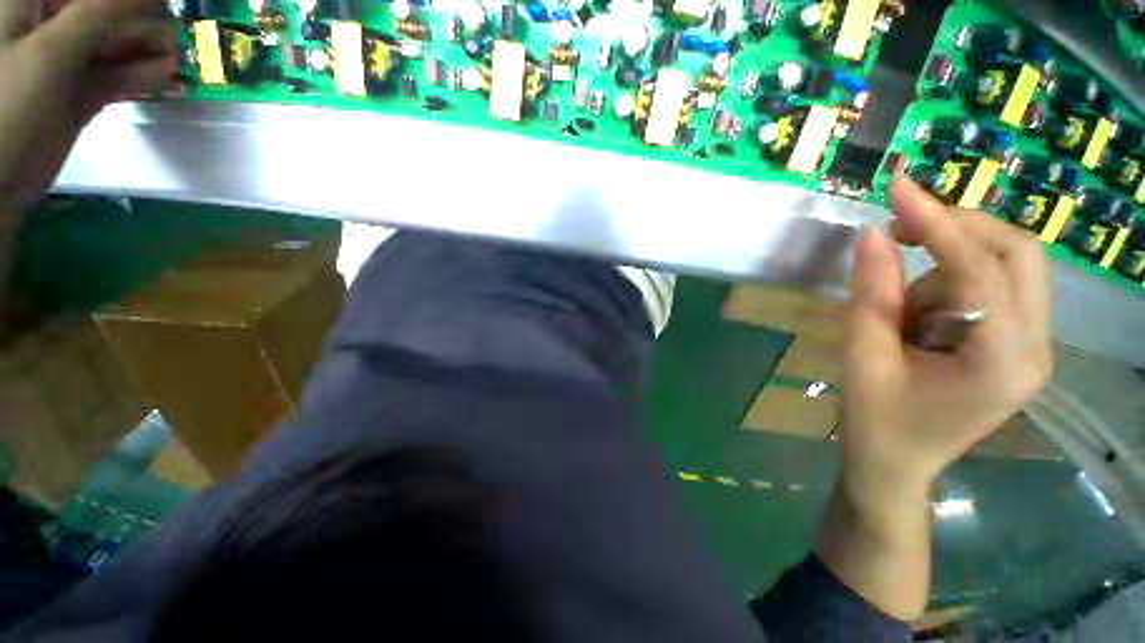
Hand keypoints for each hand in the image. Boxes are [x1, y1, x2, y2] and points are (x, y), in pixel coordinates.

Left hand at [0, 0, 177, 212]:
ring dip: (149, 48)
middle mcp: (49, 27)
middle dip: (142, 17)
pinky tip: (169, 75)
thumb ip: (100, 13)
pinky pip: (114, 76)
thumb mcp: (51, 51)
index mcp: (32, 5)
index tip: (167, 0)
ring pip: (114, 44)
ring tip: (185, 52)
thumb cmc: (6, 104)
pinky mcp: (76, 93)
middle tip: (184, 24)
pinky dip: (141, 75)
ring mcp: (63, 62)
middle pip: (103, 11)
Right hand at [842, 174, 1052, 495]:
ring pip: (1007, 268)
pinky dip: (953, 287)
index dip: (936, 221)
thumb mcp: (862, 356)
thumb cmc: (876, 419)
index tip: (898, 186)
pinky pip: (997, 288)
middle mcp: (1036, 349)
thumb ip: (870, 293)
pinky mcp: (1020, 346)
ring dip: (945, 272)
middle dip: (958, 231)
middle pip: (1019, 254)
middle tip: (900, 235)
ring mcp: (1035, 348)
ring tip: (902, 317)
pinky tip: (922, 322)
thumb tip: (870, 233)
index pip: (980, 268)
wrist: (896, 463)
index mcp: (1001, 361)